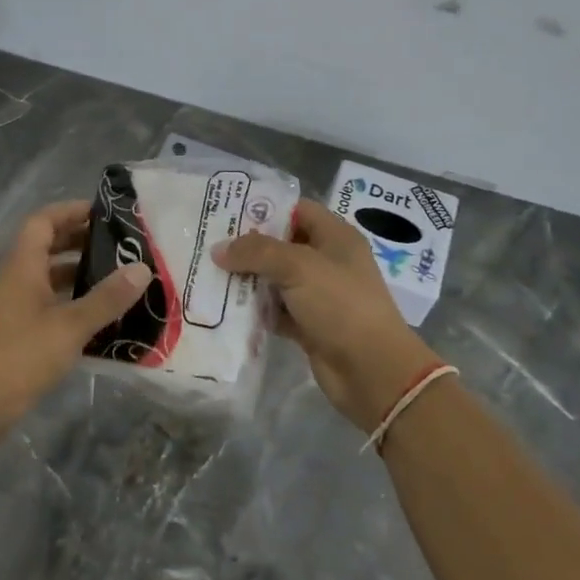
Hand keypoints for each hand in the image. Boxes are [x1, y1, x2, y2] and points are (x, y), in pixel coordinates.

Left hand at [0, 200, 151, 426]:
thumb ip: (107, 298)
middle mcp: (14, 279)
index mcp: (21, 266)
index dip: (71, 211)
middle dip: (80, 240)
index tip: (105, 213)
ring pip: (47, 276)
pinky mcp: (15, 332)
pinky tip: (98, 316)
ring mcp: (12, 307)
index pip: (43, 221)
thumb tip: (142, 268)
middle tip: (119, 245)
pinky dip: (71, 301)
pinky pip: (46, 303)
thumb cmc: (20, 356)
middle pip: (45, 246)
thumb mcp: (70, 326)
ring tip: (116, 277)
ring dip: (77, 273)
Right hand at [214, 200, 437, 431]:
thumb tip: (219, 249)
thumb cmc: (340, 305)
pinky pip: (276, 311)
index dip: (265, 208)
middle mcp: (328, 261)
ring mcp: (318, 295)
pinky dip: (255, 311)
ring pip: (275, 279)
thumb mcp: (298, 267)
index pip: (297, 210)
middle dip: (248, 246)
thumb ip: (256, 252)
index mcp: (335, 237)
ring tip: (208, 274)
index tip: (227, 212)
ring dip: (247, 280)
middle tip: (209, 244)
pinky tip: (225, 308)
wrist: (372, 370)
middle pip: (282, 245)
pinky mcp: (309, 325)